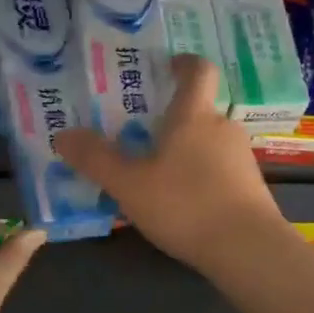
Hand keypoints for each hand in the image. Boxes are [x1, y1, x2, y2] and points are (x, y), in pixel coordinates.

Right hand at [54, 55, 288, 273]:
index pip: (198, 70)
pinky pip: (219, 169)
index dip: (184, 63)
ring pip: (208, 141)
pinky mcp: (251, 186)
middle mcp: (222, 127)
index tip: (166, 66)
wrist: (248, 249)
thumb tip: (62, 135)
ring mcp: (241, 157)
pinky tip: (181, 200)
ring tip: (156, 170)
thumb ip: (95, 158)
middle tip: (139, 131)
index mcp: (194, 115)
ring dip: (185, 149)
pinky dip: (199, 174)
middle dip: (171, 117)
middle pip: (198, 110)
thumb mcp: (129, 184)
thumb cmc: (185, 204)